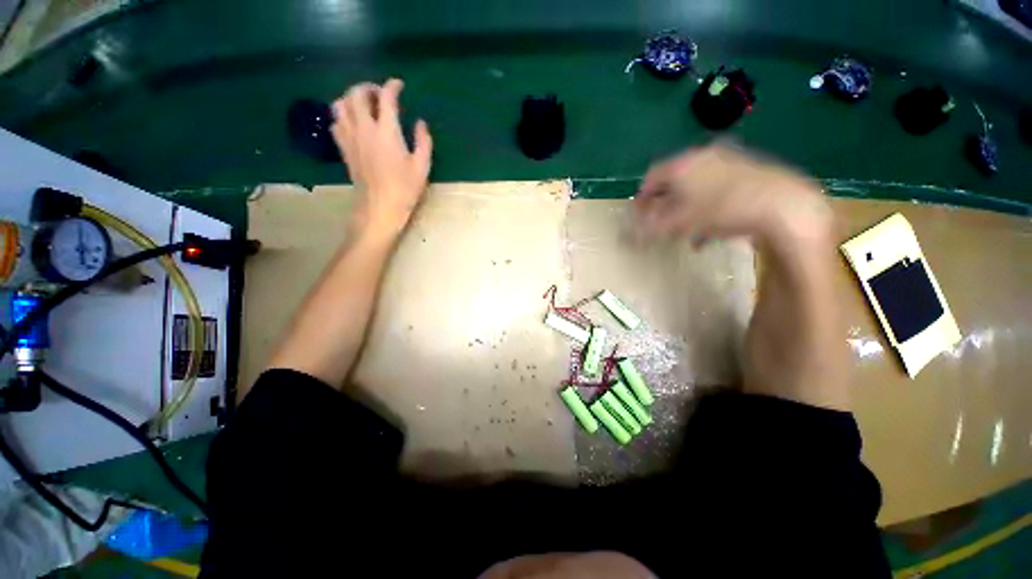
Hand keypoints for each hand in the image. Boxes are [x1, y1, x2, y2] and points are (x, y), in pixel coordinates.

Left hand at [332, 79, 432, 239]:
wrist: (379, 208)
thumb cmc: (404, 189)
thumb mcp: (422, 167)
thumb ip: (423, 142)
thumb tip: (420, 123)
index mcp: (386, 132)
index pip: (386, 98)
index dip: (392, 87)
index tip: (398, 85)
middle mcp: (364, 128)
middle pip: (356, 94)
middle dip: (367, 87)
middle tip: (379, 93)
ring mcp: (350, 138)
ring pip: (340, 104)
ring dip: (351, 98)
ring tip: (364, 105)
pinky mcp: (343, 149)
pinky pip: (336, 122)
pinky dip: (343, 115)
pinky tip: (353, 122)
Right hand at [635, 144, 831, 247]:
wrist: (782, 205)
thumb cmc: (720, 210)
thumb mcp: (678, 223)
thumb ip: (652, 226)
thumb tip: (632, 231)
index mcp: (682, 164)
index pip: (651, 177)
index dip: (642, 197)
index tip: (640, 214)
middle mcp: (702, 156)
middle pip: (674, 180)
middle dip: (665, 204)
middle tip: (662, 222)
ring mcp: (727, 159)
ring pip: (696, 185)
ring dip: (686, 207)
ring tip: (686, 231)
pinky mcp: (747, 168)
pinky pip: (717, 187)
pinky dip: (707, 205)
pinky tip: (711, 228)